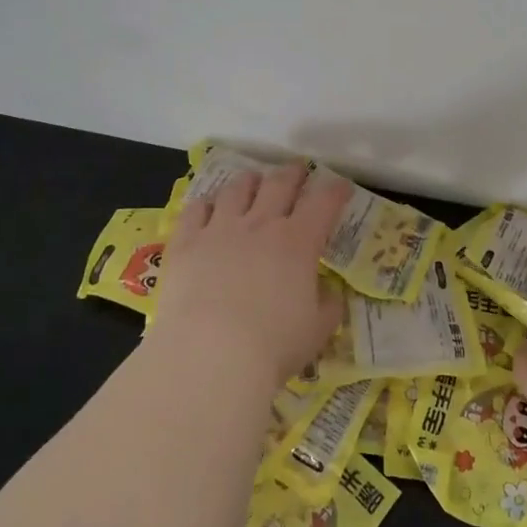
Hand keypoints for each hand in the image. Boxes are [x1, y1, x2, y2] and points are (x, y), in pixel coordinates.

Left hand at [150, 162, 349, 390]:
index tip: (341, 187)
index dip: (335, 190)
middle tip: (298, 172)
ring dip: (249, 181)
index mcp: (299, 242)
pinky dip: (206, 203)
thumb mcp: (318, 330)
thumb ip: (329, 305)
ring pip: (237, 189)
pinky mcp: (186, 242)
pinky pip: (196, 210)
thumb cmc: (272, 346)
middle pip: (280, 184)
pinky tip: (208, 207)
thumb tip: (330, 292)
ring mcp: (220, 229)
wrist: (209, 355)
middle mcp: (261, 224)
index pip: (324, 202)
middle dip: (293, 174)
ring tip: (253, 181)